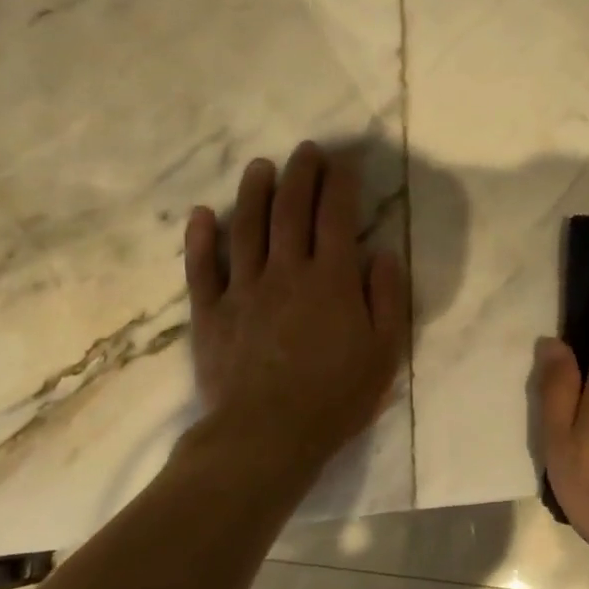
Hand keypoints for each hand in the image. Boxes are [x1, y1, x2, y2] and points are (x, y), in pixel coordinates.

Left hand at [180, 142, 406, 473]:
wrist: (266, 437)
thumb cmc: (335, 396)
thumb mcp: (385, 351)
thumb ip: (388, 297)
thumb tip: (383, 253)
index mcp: (331, 279)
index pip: (336, 217)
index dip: (340, 184)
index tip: (343, 161)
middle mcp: (286, 272)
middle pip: (291, 211)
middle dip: (300, 175)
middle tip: (306, 150)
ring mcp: (243, 290)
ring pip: (246, 228)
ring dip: (253, 192)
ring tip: (260, 166)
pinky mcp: (210, 313)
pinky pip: (202, 268)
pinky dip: (200, 239)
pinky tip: (202, 214)